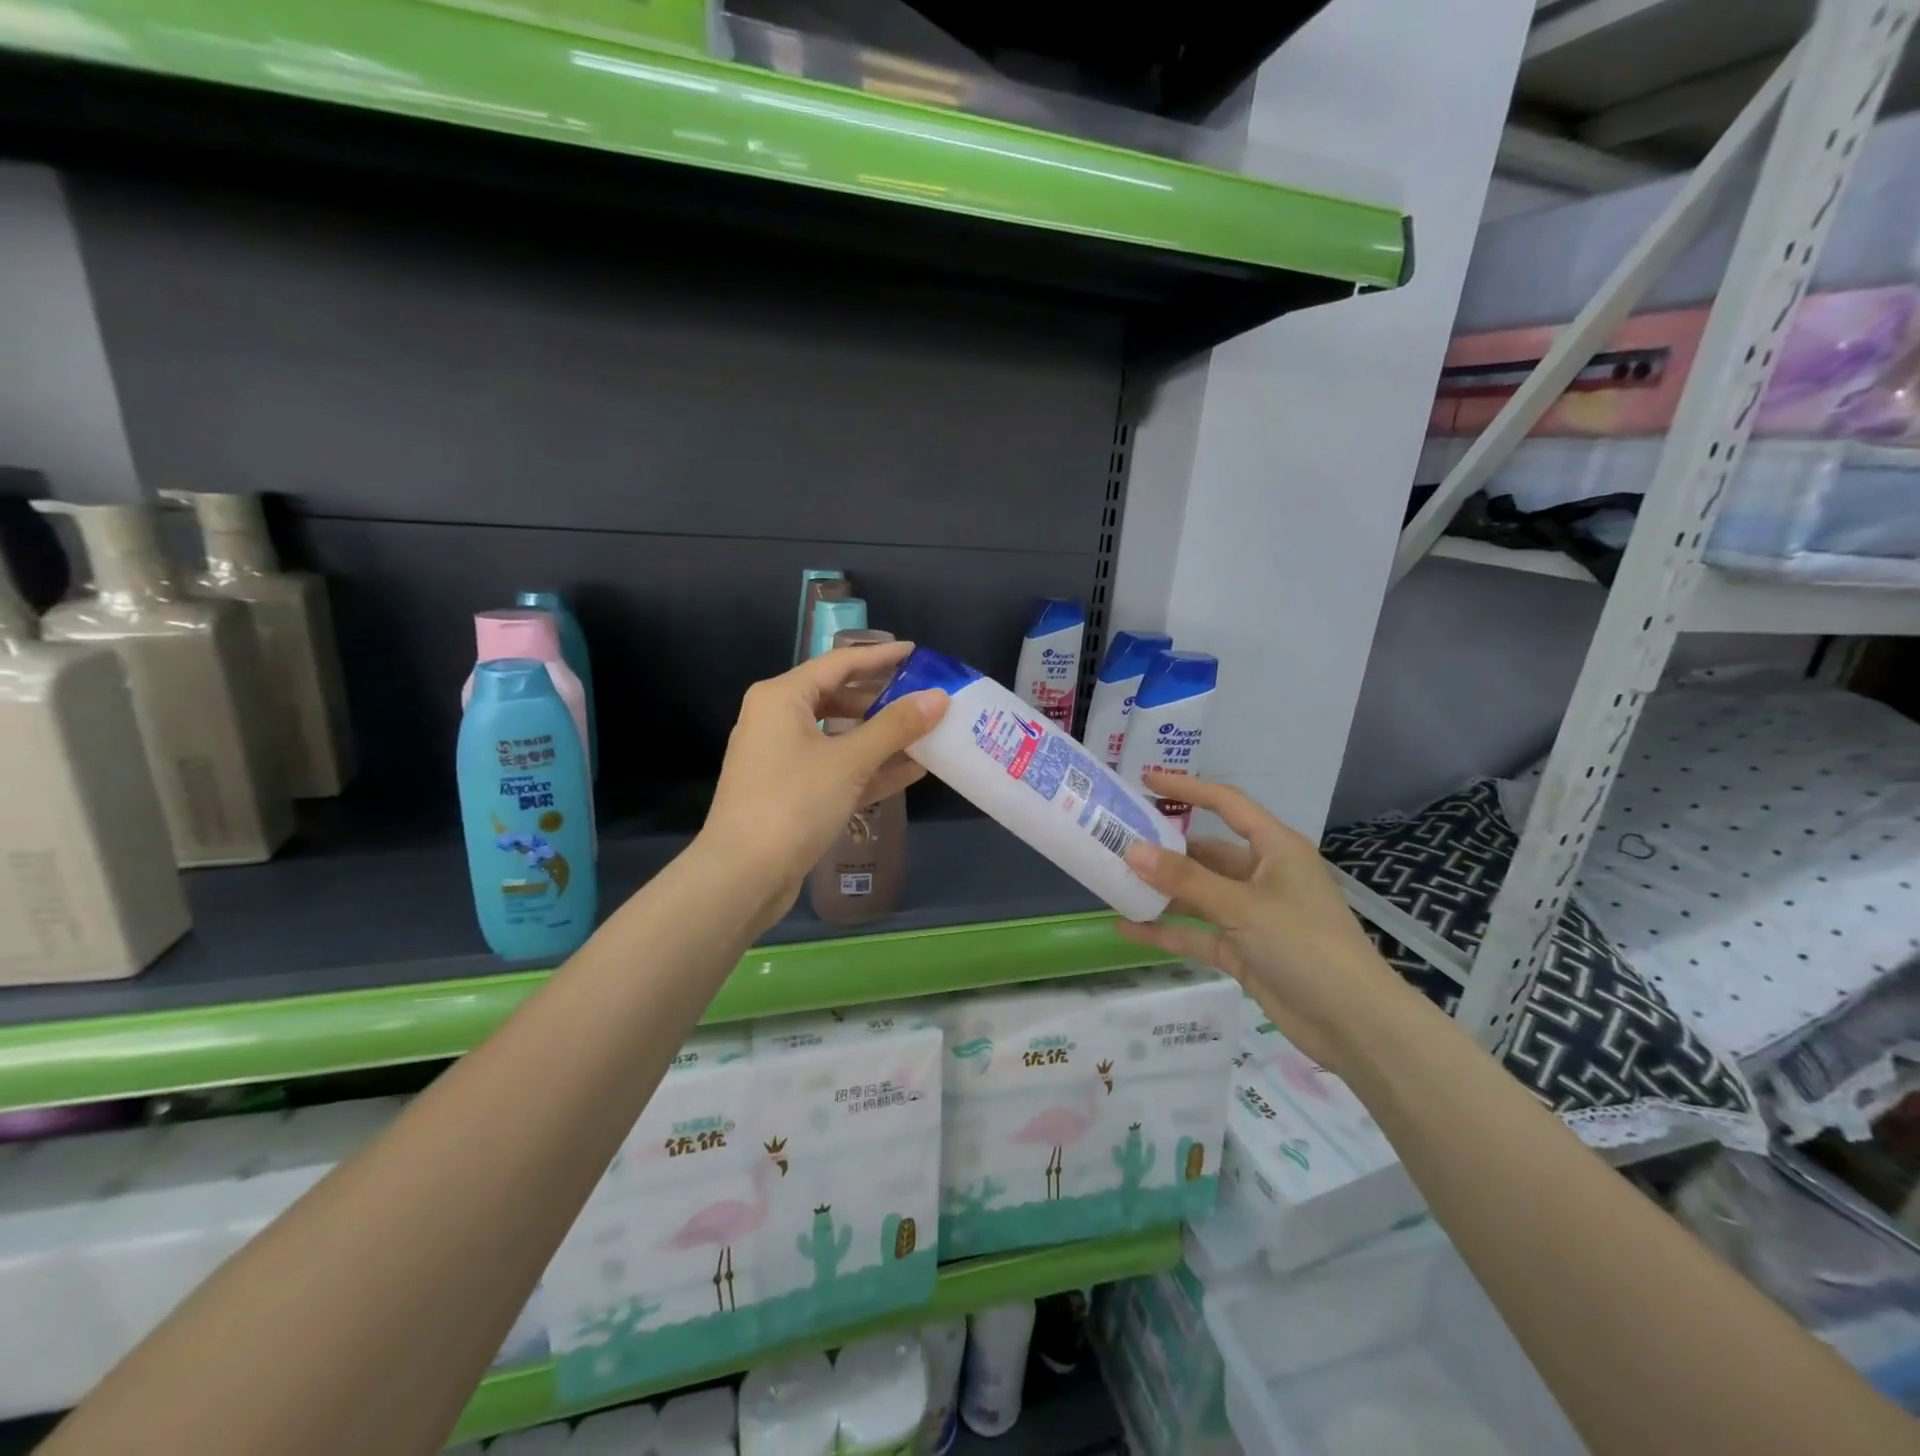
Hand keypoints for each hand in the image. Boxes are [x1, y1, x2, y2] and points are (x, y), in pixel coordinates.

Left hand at [699, 642, 946, 930]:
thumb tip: (938, 698)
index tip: (916, 654)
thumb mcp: (849, 761)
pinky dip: (868, 768)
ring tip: (925, 735)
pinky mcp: (790, 791)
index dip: (880, 657)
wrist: (742, 876)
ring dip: (881, 738)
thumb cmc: (793, 802)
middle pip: (838, 698)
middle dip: (883, 700)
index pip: (839, 664)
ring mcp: (782, 758)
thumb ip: (896, 727)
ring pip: (839, 737)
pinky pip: (835, 768)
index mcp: (782, 698)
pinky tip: (909, 771)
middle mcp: (777, 720)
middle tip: (924, 698)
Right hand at [1118, 769, 1413, 1071]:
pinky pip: (1197, 932)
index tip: (1145, 780)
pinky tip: (1127, 928)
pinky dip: (1166, 931)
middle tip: (1116, 839)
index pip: (1226, 804)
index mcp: (1275, 849)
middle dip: (1163, 848)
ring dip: (1161, 890)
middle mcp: (1262, 875)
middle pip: (1205, 852)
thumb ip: (1185, 879)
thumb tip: (1131, 850)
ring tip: (1113, 881)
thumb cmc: (1304, 944)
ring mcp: (1251, 914)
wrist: (1353, 1024)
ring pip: (1197, 893)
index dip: (1187, 788)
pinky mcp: (1243, 949)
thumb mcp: (1242, 906)